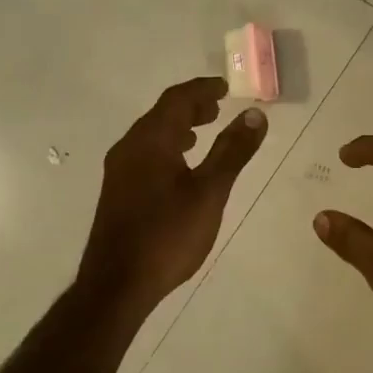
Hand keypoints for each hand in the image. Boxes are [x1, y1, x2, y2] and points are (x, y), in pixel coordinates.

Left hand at [79, 77, 267, 316]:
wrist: (117, 285)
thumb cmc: (167, 234)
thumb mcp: (209, 192)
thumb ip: (232, 151)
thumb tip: (255, 114)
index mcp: (150, 140)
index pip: (177, 99)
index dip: (203, 89)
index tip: (227, 87)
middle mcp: (129, 148)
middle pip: (161, 114)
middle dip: (191, 106)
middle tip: (219, 107)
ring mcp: (119, 171)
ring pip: (152, 135)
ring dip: (179, 127)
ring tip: (205, 132)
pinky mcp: (118, 192)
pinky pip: (145, 154)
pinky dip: (168, 148)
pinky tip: (181, 168)